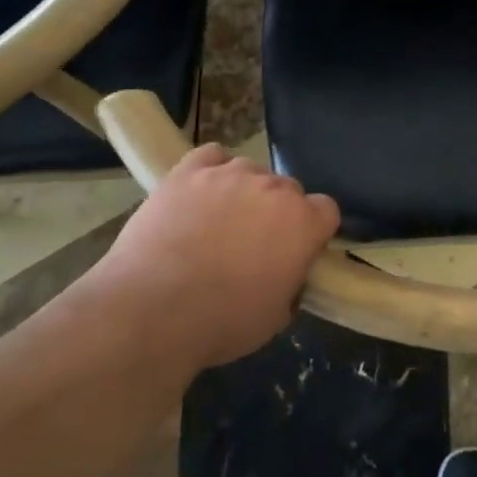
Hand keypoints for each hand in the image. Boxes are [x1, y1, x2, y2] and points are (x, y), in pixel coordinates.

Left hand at [79, 143, 339, 373]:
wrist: (151, 310)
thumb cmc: (221, 321)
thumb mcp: (275, 317)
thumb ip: (291, 283)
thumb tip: (285, 272)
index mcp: (303, 222)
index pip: (326, 210)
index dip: (312, 230)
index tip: (296, 251)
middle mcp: (274, 188)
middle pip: (288, 189)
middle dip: (277, 212)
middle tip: (253, 244)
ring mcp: (230, 174)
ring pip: (250, 171)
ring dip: (243, 191)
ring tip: (218, 220)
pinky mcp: (188, 171)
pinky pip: (212, 155)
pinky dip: (211, 169)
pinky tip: (200, 191)